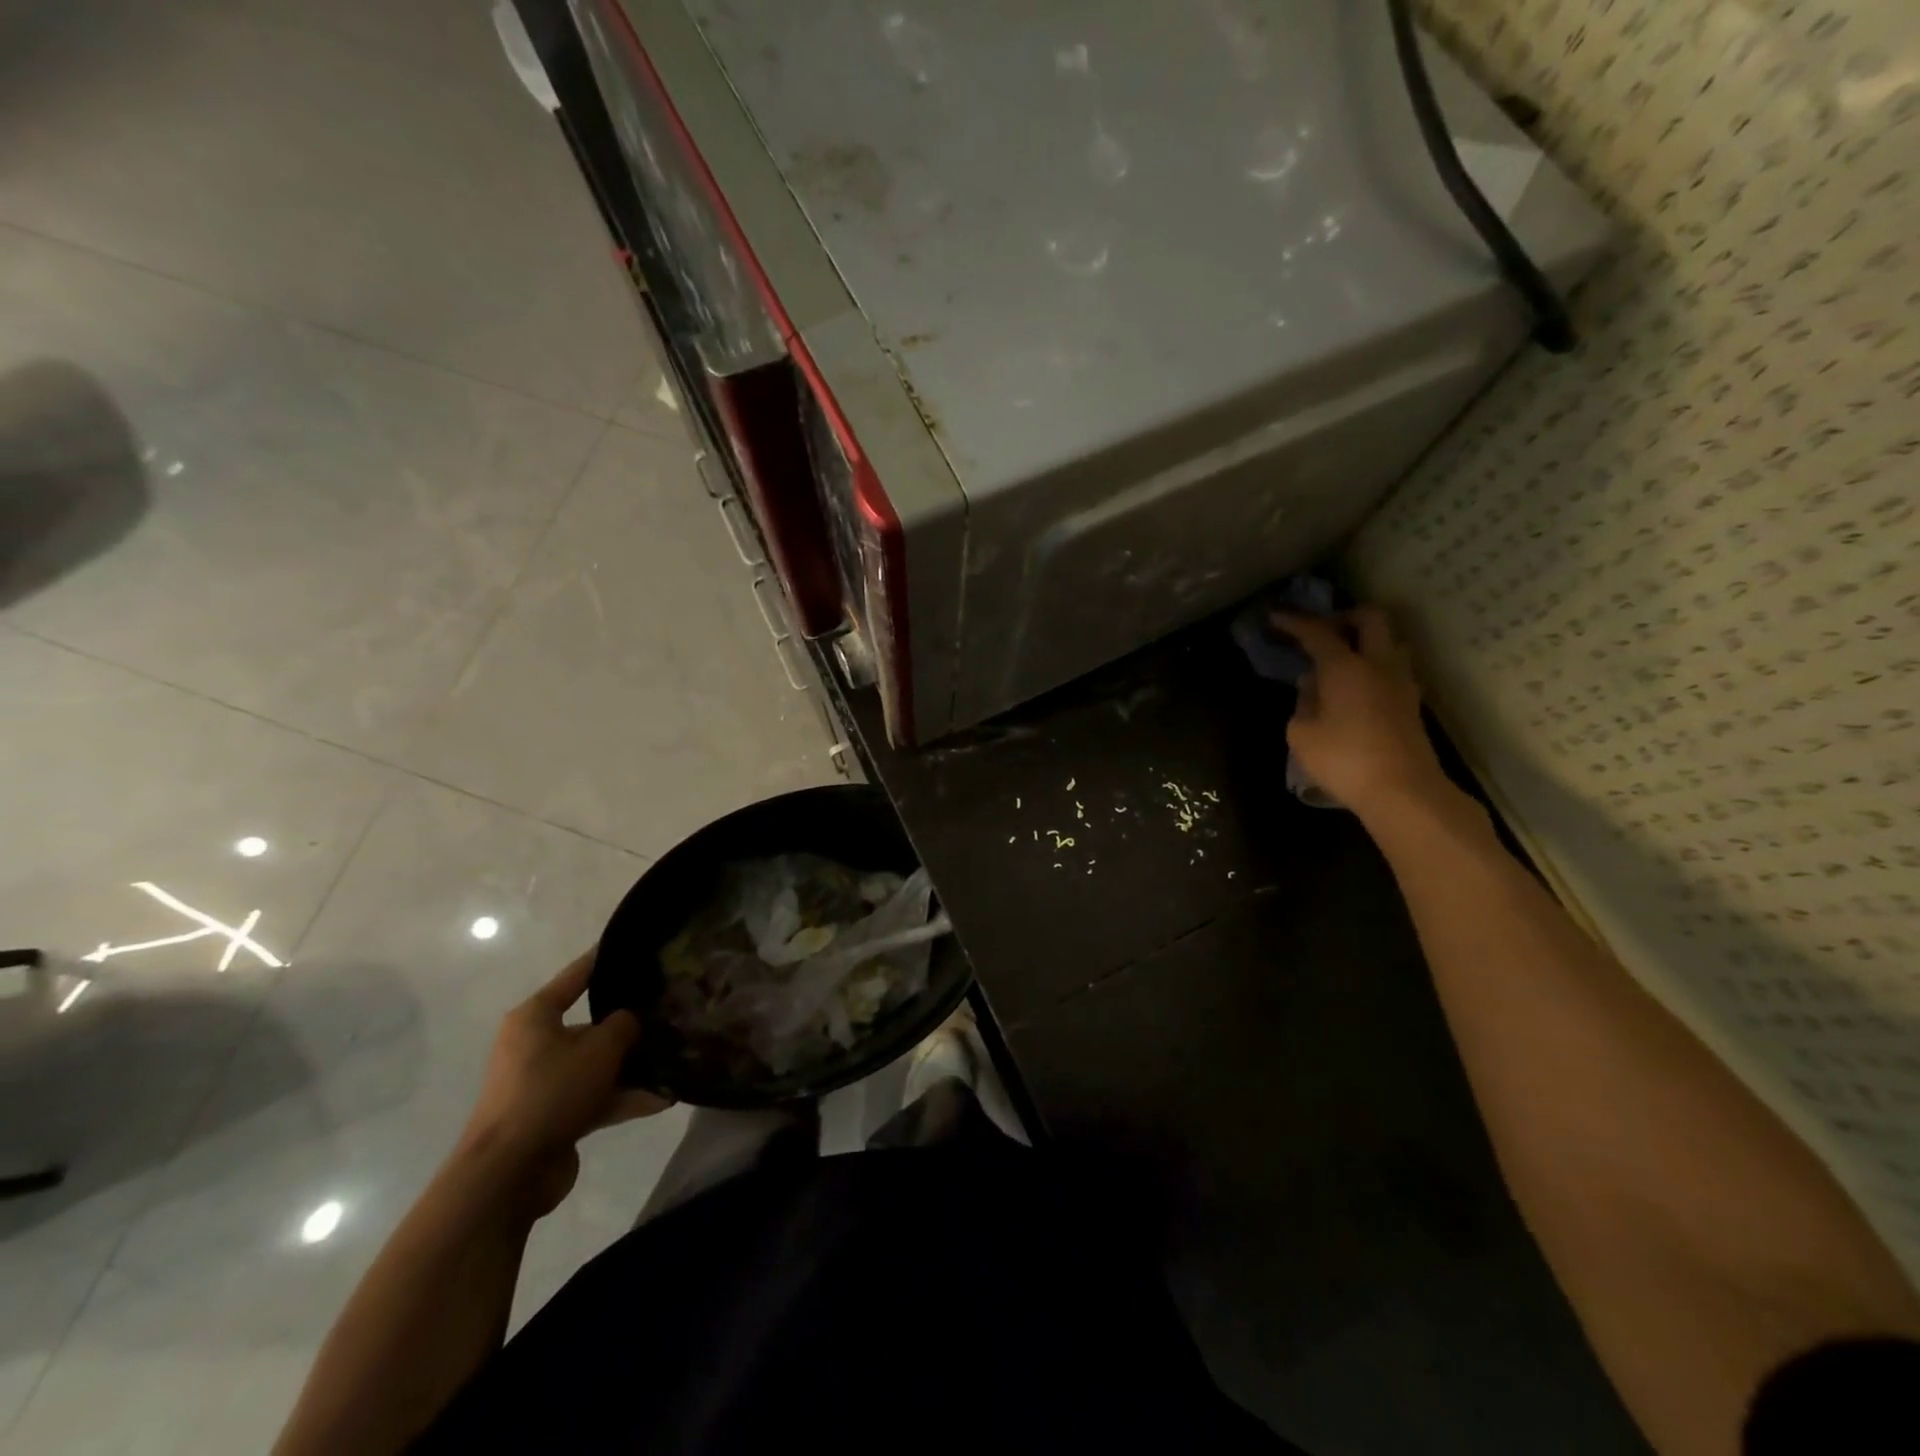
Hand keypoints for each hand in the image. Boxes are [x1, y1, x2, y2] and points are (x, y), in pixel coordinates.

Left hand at [456, 951, 671, 1214]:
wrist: (508, 1173)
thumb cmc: (550, 1091)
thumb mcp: (599, 1048)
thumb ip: (624, 1025)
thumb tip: (629, 1021)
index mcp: (535, 1017)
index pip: (576, 976)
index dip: (604, 960)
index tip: (633, 946)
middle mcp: (535, 1045)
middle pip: (590, 1025)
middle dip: (629, 1025)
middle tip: (669, 1013)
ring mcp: (543, 1084)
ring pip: (596, 1065)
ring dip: (632, 1067)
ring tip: (676, 1061)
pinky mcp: (553, 1117)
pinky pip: (596, 1098)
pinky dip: (625, 1098)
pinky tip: (664, 1099)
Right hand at [1276, 606, 1460, 826]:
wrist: (1403, 790)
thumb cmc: (1344, 760)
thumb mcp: (1302, 734)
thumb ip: (1303, 703)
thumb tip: (1312, 686)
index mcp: (1345, 667)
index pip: (1318, 633)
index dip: (1295, 622)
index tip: (1276, 617)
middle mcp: (1378, 664)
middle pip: (1371, 618)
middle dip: (1344, 616)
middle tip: (1322, 630)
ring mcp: (1401, 683)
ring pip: (1389, 641)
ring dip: (1366, 640)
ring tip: (1342, 658)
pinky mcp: (1411, 703)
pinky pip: (1392, 668)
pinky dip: (1373, 665)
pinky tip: (1356, 686)